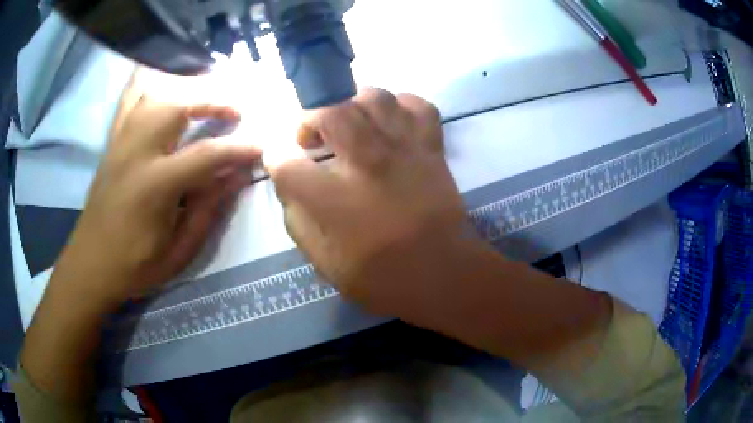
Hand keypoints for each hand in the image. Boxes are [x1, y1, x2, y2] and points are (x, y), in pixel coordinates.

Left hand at [54, 72, 260, 308]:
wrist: (89, 265)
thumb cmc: (134, 266)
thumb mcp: (177, 252)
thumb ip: (207, 211)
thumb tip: (237, 176)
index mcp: (153, 186)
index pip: (205, 155)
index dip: (238, 149)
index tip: (260, 146)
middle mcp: (135, 152)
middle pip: (177, 104)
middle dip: (213, 99)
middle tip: (235, 111)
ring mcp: (120, 142)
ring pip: (155, 92)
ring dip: (186, 88)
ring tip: (206, 99)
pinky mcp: (112, 141)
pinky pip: (131, 98)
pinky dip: (152, 84)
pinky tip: (166, 86)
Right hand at [269, 88, 478, 323]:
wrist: (443, 274)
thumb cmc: (381, 276)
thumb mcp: (324, 262)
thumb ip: (298, 220)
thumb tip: (290, 187)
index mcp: (334, 200)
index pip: (286, 163)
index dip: (276, 159)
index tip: (281, 161)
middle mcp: (367, 163)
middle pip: (330, 112)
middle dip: (311, 120)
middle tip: (313, 139)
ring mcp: (404, 149)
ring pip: (374, 97)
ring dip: (352, 106)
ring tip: (350, 125)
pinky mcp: (431, 148)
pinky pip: (417, 105)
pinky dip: (400, 106)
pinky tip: (390, 122)